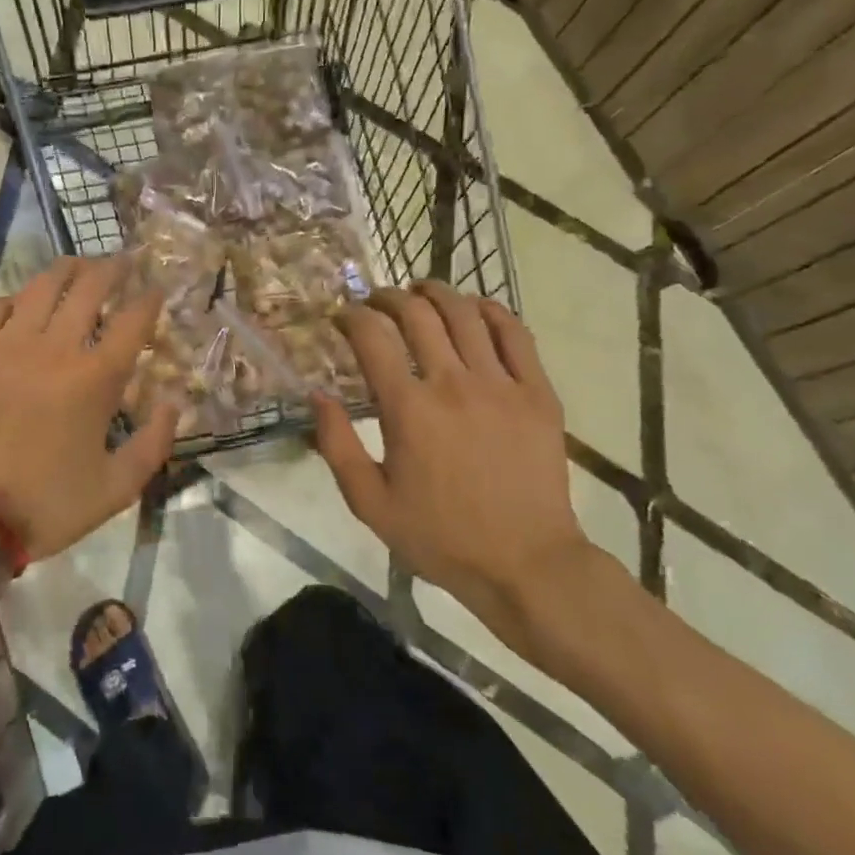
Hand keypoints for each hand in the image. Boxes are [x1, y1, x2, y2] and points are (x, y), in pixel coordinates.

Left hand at [0, 256, 175, 560]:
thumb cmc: (46, 505)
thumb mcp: (117, 488)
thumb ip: (154, 443)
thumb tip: (175, 403)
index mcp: (95, 378)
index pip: (133, 321)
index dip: (149, 298)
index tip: (157, 287)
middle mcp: (54, 349)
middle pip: (89, 289)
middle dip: (112, 268)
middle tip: (123, 260)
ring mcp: (7, 346)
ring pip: (40, 288)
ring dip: (65, 270)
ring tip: (78, 264)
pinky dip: (13, 300)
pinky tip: (21, 301)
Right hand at [311, 282, 598, 659]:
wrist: (526, 563)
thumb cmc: (440, 536)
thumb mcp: (369, 503)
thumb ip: (336, 445)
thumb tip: (317, 394)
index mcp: (408, 409)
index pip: (371, 337)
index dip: (351, 317)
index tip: (341, 317)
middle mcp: (453, 383)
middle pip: (417, 314)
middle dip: (388, 297)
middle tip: (375, 302)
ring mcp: (501, 384)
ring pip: (465, 314)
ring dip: (436, 292)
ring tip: (420, 291)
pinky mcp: (538, 393)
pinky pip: (515, 334)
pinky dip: (491, 311)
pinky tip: (475, 308)